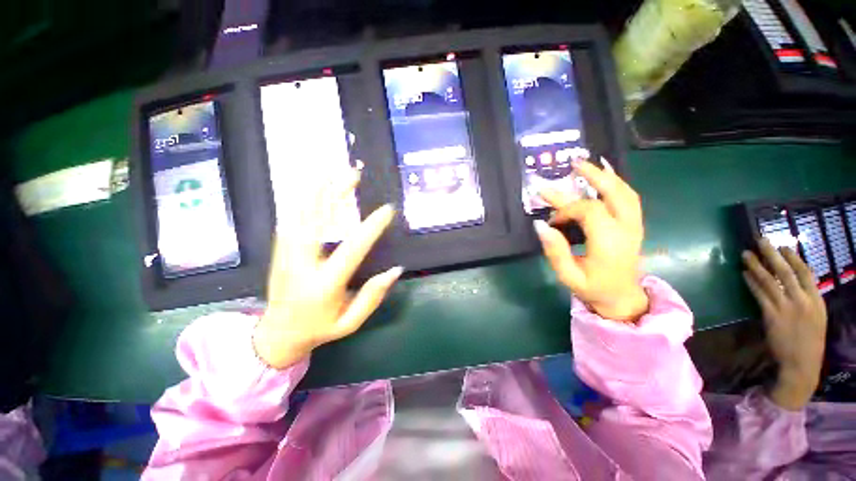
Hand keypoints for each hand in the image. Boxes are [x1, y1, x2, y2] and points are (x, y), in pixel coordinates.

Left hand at [254, 170, 401, 368]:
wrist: (277, 334)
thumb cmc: (320, 328)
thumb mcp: (351, 322)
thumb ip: (373, 296)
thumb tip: (396, 270)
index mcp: (324, 285)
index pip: (352, 249)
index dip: (371, 227)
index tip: (388, 209)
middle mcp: (302, 264)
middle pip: (317, 219)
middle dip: (336, 192)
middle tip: (355, 173)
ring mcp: (286, 254)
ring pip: (299, 213)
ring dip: (318, 188)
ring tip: (335, 170)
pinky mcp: (279, 249)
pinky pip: (290, 216)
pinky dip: (303, 198)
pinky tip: (315, 186)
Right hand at [534, 158, 648, 322]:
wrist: (622, 298)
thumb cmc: (593, 288)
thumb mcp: (568, 275)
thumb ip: (555, 250)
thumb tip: (540, 225)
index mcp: (609, 242)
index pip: (589, 210)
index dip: (566, 210)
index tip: (552, 221)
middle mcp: (626, 229)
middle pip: (613, 193)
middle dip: (593, 176)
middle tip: (573, 163)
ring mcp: (634, 225)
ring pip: (624, 192)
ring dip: (605, 176)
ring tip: (587, 165)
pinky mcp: (634, 225)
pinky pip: (629, 198)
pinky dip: (617, 184)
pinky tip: (607, 175)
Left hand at [742, 239, 826, 409]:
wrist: (802, 363)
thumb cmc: (810, 339)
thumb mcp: (817, 315)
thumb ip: (808, 297)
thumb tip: (796, 280)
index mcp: (817, 300)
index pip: (805, 273)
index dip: (793, 257)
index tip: (783, 245)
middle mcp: (802, 301)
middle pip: (786, 272)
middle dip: (772, 254)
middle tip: (760, 240)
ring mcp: (786, 308)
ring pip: (770, 281)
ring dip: (756, 265)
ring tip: (745, 253)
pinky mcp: (771, 315)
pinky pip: (759, 294)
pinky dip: (751, 282)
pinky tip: (744, 273)